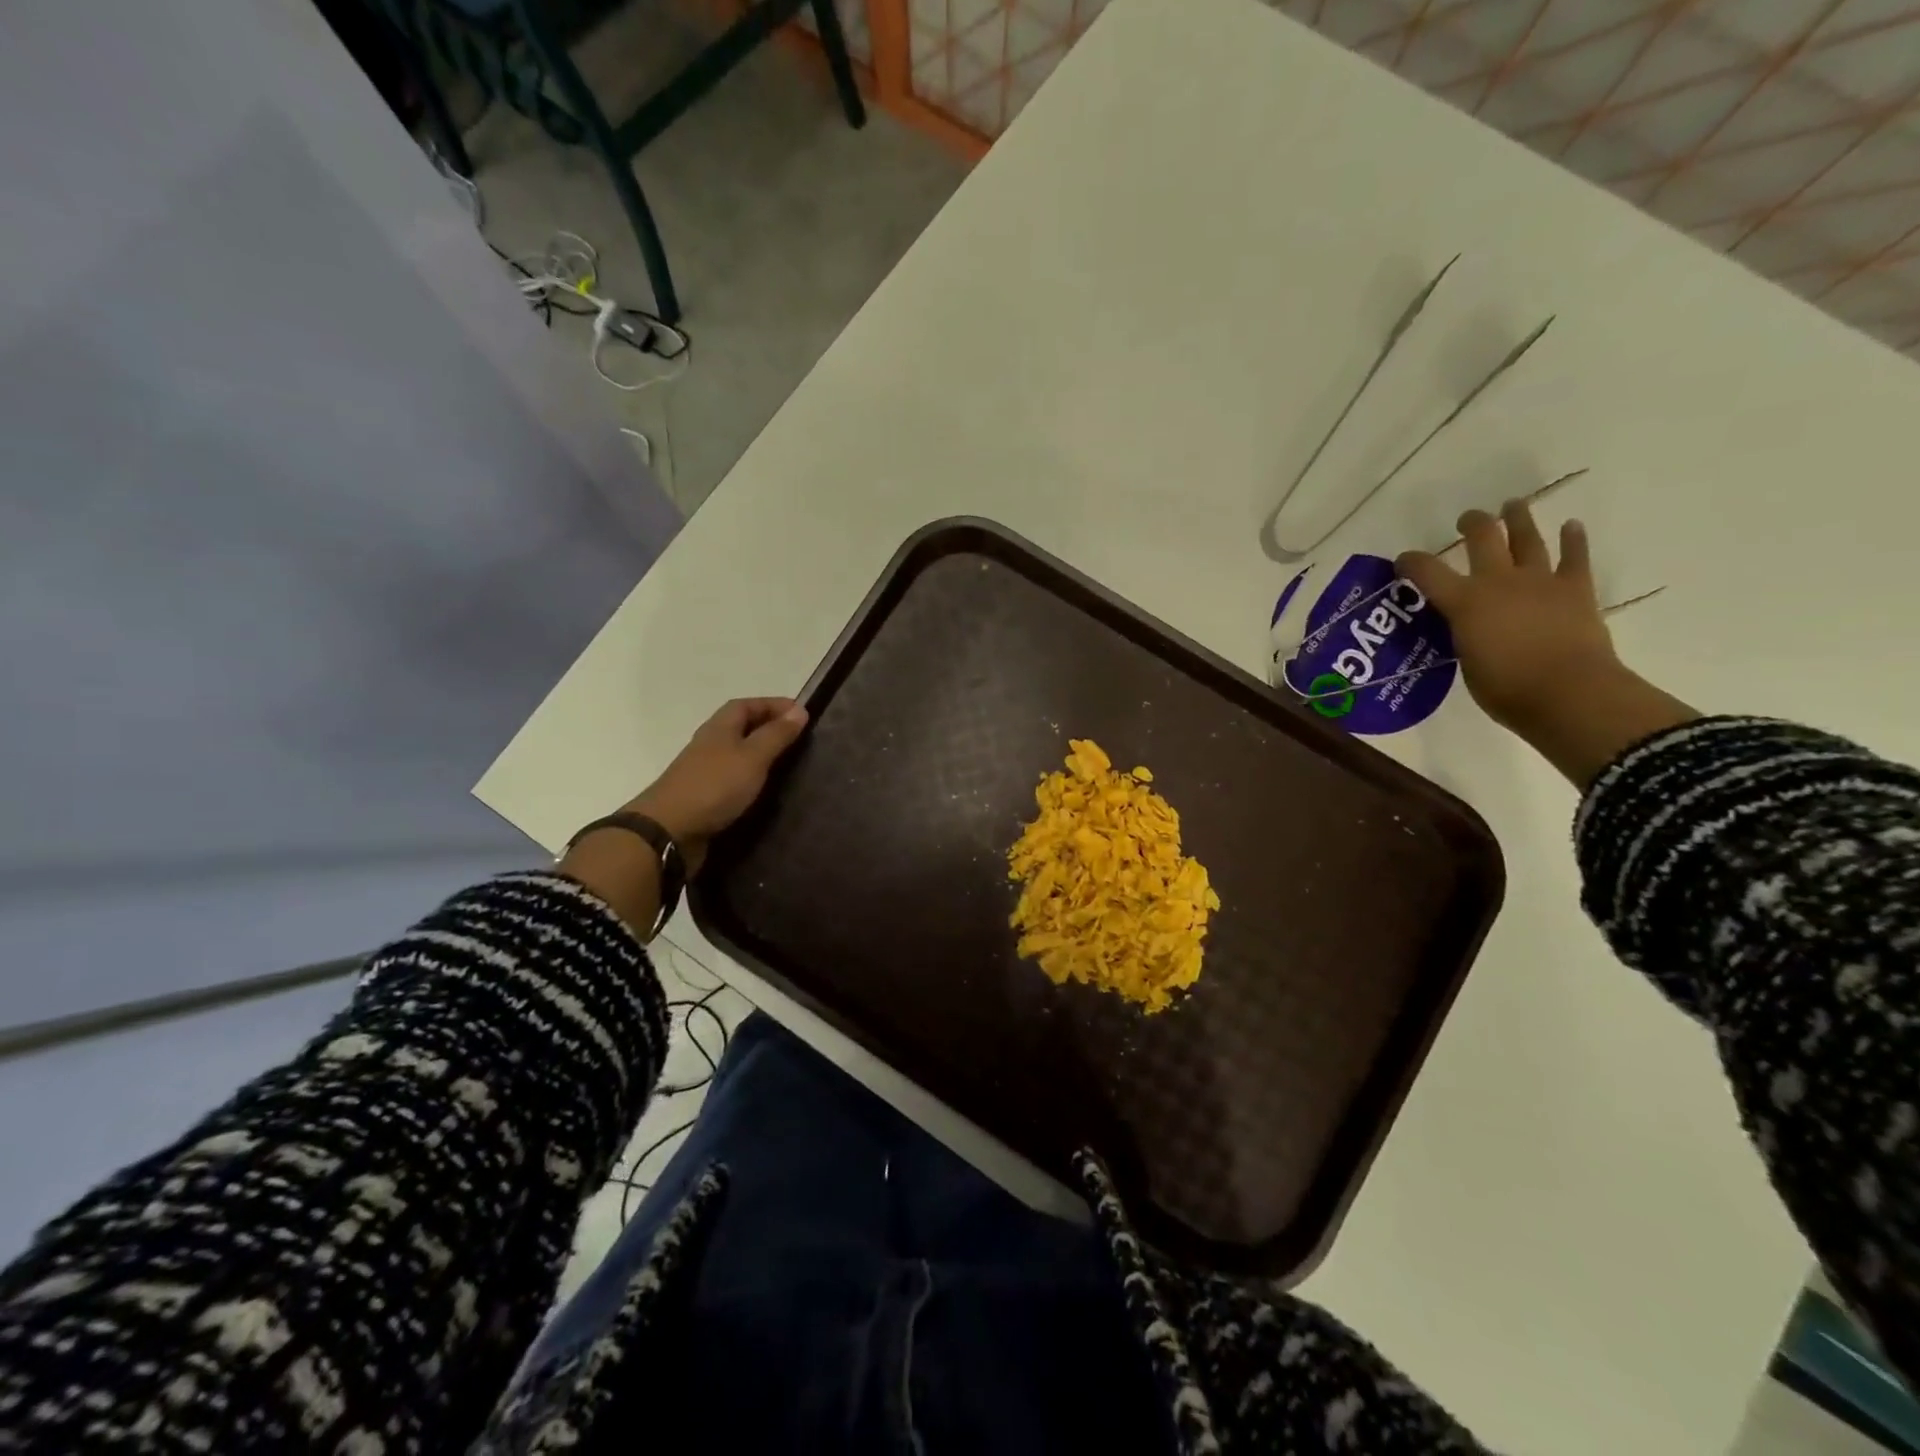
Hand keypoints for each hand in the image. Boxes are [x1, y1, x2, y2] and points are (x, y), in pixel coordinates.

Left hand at [629, 697, 809, 872]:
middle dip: (769, 729)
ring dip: (761, 755)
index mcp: (719, 728)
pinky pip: (734, 780)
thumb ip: (776, 735)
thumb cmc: (714, 786)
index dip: (773, 705)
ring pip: (738, 754)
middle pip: (741, 728)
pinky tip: (767, 792)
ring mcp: (705, 772)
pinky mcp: (705, 798)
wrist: (669, 831)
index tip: (802, 713)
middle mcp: (711, 745)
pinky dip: (752, 780)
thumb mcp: (752, 757)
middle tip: (800, 740)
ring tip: (790, 765)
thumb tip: (799, 710)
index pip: (746, 705)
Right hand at [1395, 499, 1616, 734]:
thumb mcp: (1465, 661)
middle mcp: (1499, 581)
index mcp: (1465, 602)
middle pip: (1483, 538)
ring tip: (1513, 505)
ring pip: (1528, 539)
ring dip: (1519, 519)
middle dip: (1473, 524)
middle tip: (1468, 519)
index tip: (1402, 560)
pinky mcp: (1576, 589)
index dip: (1411, 562)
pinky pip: (1575, 557)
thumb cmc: (1504, 688)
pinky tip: (1571, 526)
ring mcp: (1540, 581)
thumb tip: (1467, 628)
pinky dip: (1573, 540)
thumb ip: (1463, 636)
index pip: (1427, 572)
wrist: (1568, 692)